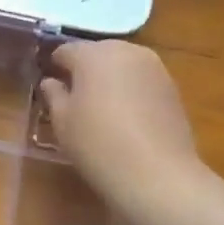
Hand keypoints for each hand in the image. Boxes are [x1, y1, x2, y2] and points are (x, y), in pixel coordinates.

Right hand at [40, 40, 205, 213]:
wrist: (157, 174)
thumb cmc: (98, 144)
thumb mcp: (62, 122)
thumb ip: (54, 95)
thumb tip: (51, 82)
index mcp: (93, 54)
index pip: (65, 51)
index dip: (55, 68)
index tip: (51, 89)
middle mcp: (125, 50)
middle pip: (96, 53)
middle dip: (85, 70)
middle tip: (76, 99)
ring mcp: (153, 66)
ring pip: (121, 64)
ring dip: (110, 79)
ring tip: (103, 109)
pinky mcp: (172, 86)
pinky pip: (141, 79)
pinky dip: (131, 90)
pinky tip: (128, 117)